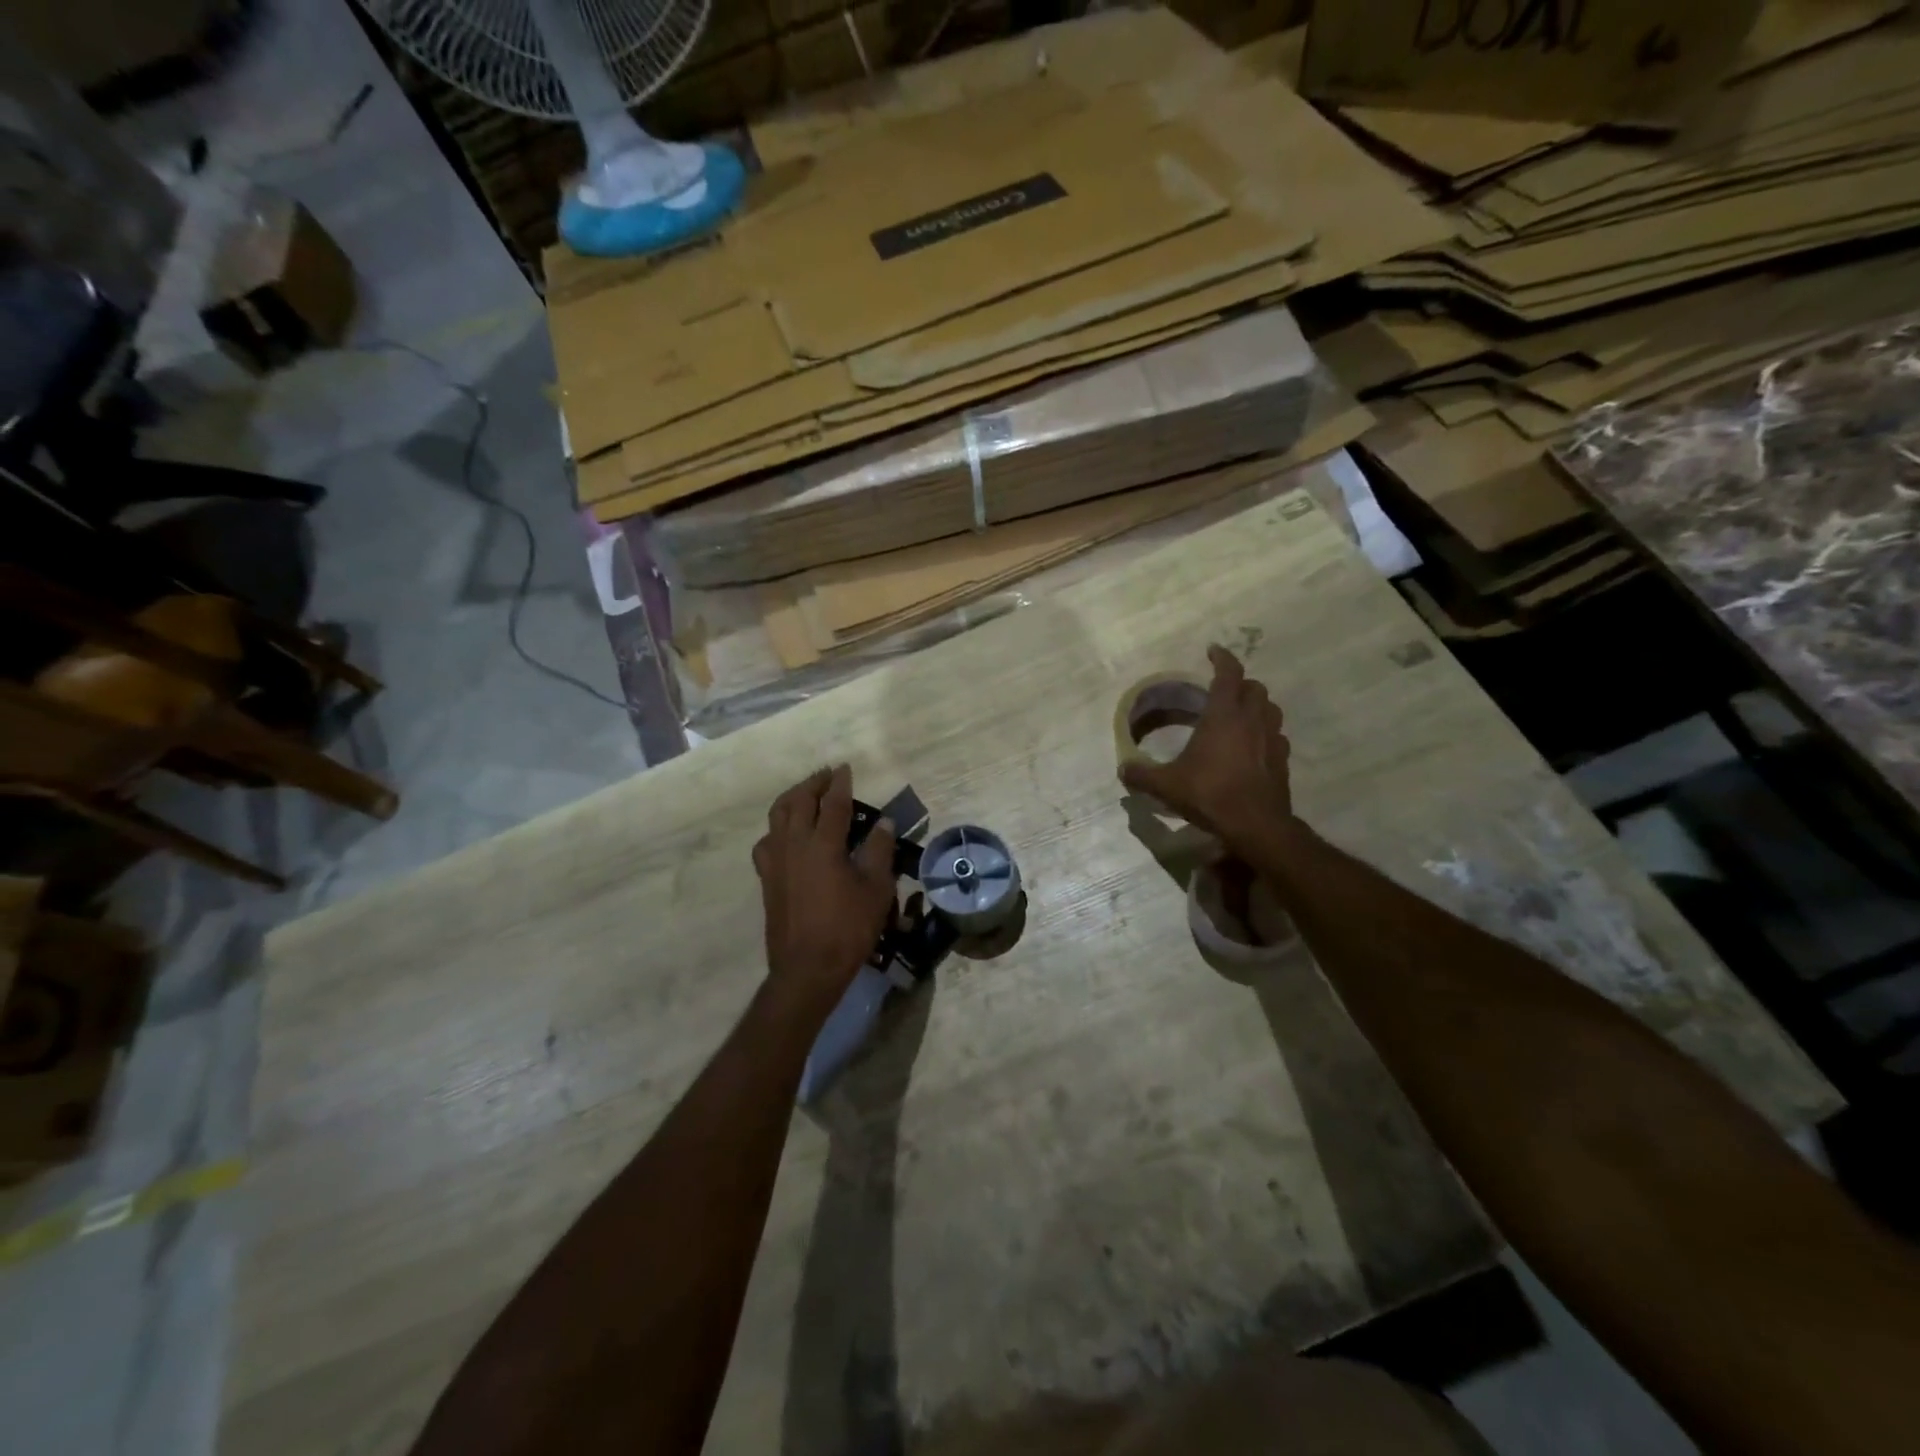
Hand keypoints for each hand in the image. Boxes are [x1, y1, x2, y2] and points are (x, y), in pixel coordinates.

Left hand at [753, 765, 897, 1020]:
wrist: (807, 968)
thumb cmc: (848, 928)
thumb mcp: (876, 889)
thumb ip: (879, 850)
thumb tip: (882, 822)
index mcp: (823, 844)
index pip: (833, 803)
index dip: (840, 783)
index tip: (845, 768)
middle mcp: (794, 845)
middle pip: (798, 802)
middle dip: (813, 784)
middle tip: (826, 775)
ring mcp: (776, 861)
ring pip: (777, 816)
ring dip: (791, 799)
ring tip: (805, 795)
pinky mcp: (767, 879)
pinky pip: (767, 841)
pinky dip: (777, 828)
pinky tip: (785, 835)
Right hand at [1118, 645, 1293, 848]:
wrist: (1256, 825)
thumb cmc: (1210, 794)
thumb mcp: (1167, 785)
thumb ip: (1142, 775)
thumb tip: (1122, 770)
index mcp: (1224, 715)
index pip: (1229, 673)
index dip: (1222, 658)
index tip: (1212, 651)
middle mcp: (1252, 719)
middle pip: (1254, 687)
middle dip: (1240, 683)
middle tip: (1222, 690)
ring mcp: (1272, 739)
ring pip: (1270, 708)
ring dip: (1256, 705)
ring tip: (1239, 714)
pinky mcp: (1282, 760)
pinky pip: (1276, 735)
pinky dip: (1265, 732)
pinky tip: (1252, 746)